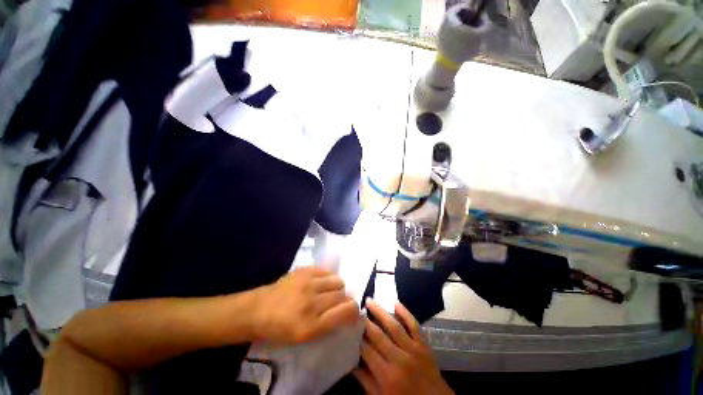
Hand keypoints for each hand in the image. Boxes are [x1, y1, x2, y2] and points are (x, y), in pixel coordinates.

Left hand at [253, 266, 358, 343]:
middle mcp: (312, 303)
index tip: (353, 310)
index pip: (346, 311)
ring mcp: (308, 284)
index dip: (354, 310)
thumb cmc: (281, 329)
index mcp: (312, 326)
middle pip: (343, 294)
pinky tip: (321, 282)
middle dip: (344, 299)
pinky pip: (327, 271)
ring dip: (337, 287)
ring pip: (337, 280)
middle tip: (337, 302)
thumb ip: (329, 324)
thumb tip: (349, 311)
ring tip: (329, 291)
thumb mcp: (305, 337)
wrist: (259, 310)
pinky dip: (328, 277)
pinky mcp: (304, 271)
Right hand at [353, 299, 452, 394]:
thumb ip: (366, 381)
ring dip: (381, 312)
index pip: (367, 351)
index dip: (357, 338)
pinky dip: (406, 313)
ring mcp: (413, 349)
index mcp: (387, 376)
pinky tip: (396, 303)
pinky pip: (414, 325)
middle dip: (366, 321)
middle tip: (356, 309)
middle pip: (378, 335)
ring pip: (394, 326)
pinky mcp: (424, 345)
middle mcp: (399, 359)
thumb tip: (351, 363)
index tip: (349, 326)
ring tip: (369, 300)